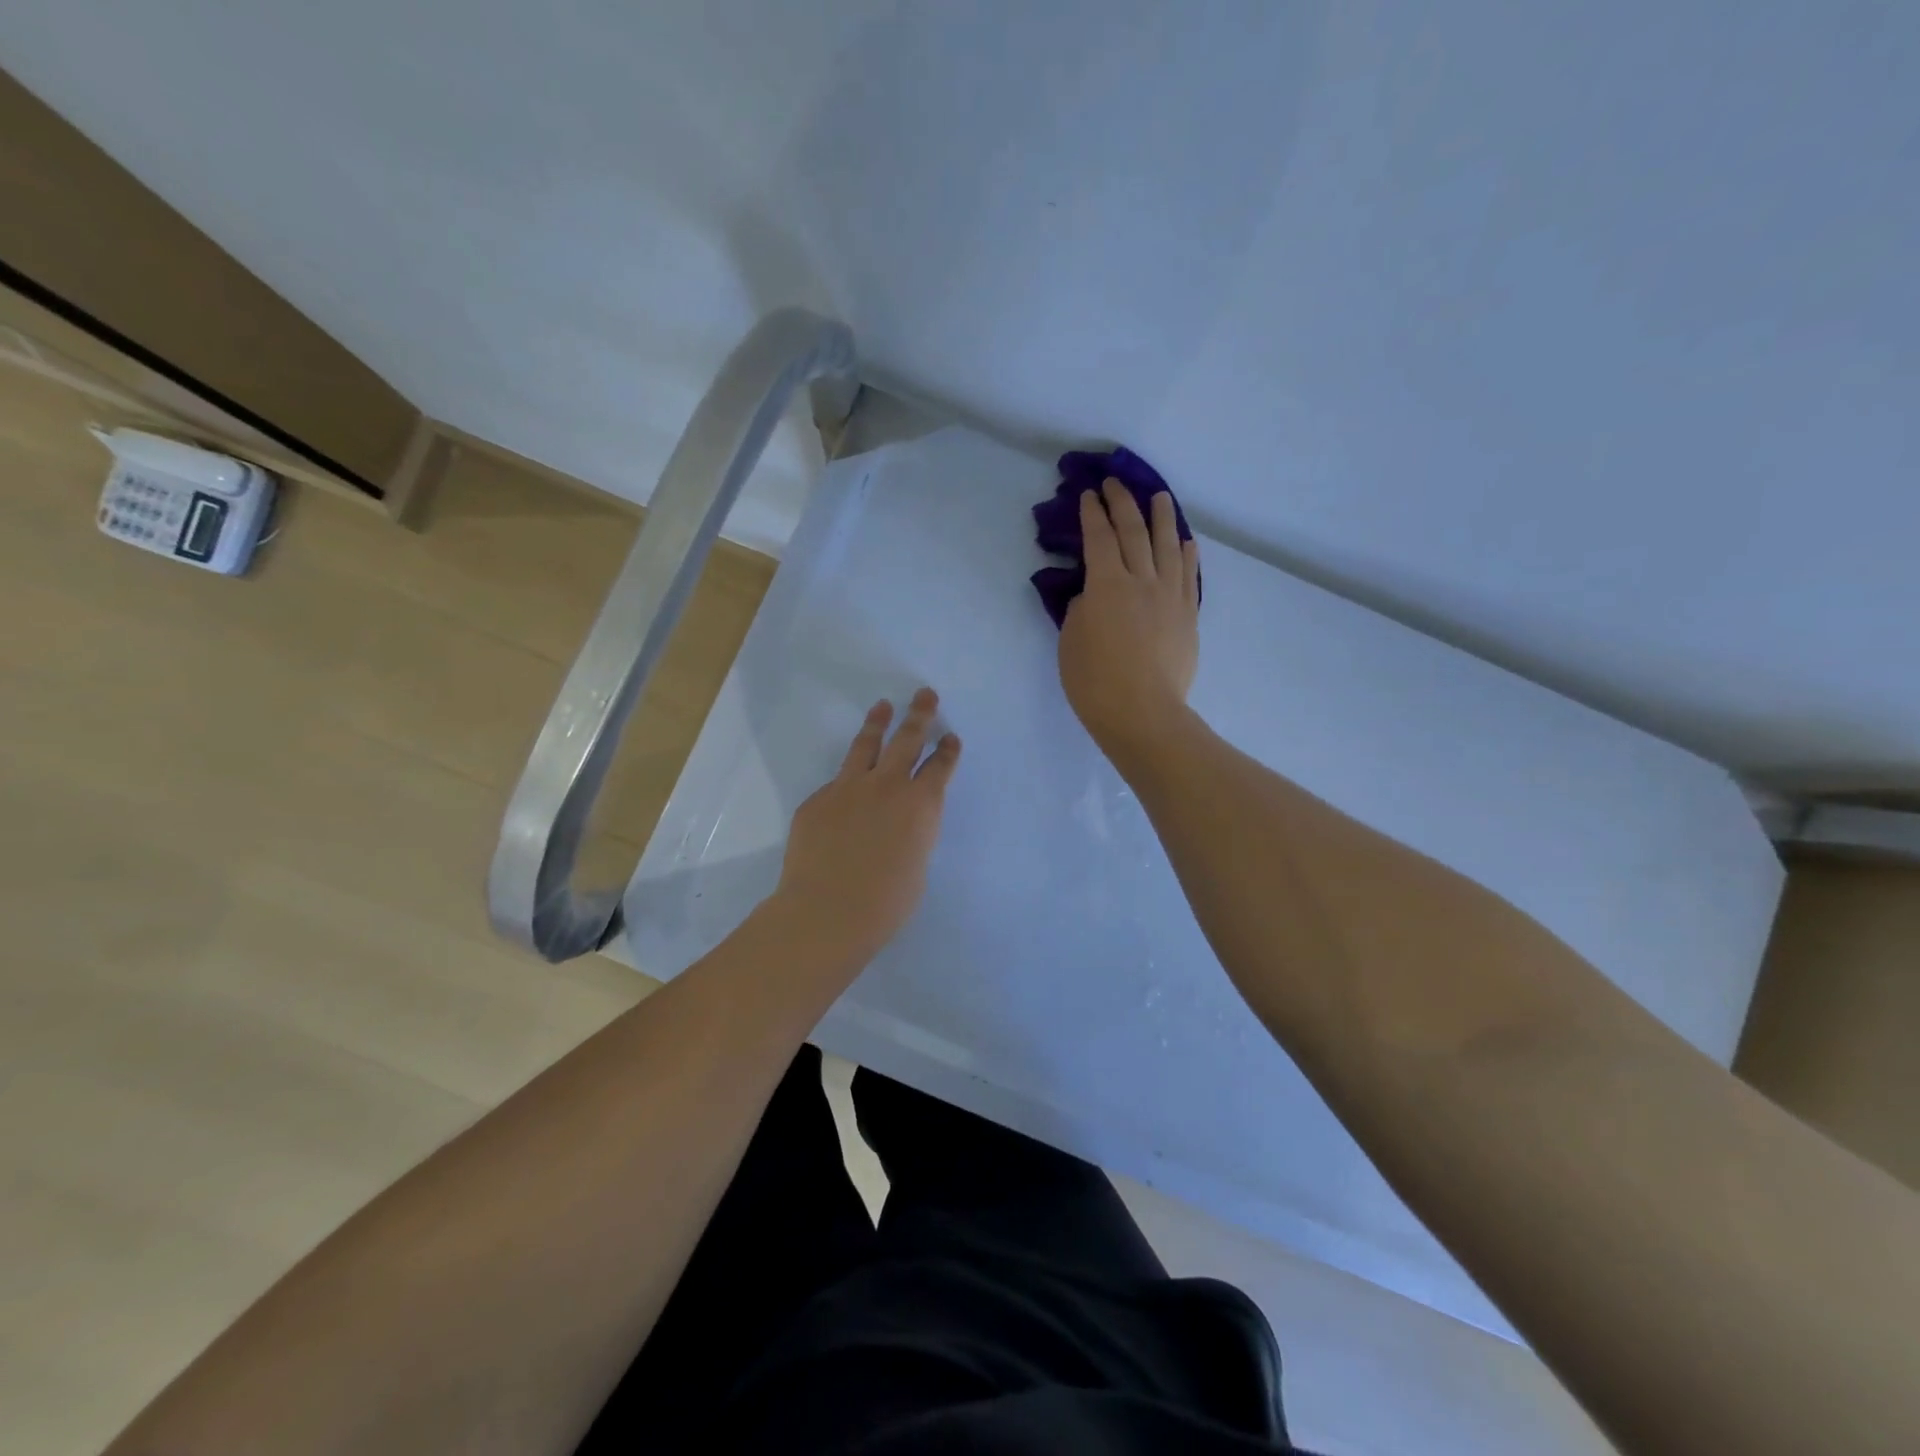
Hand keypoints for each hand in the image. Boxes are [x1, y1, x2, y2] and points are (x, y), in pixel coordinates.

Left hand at [769, 688, 962, 970]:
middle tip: (924, 695)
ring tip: (883, 706)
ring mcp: (848, 788)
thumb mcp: (916, 865)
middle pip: (907, 739)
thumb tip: (899, 825)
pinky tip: (845, 789)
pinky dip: (846, 781)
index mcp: (921, 805)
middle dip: (919, 715)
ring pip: (866, 745)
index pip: (939, 767)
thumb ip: (912, 834)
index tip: (950, 738)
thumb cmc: (885, 903)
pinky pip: (836, 784)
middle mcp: (888, 786)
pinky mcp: (817, 800)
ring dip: (878, 723)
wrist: (827, 911)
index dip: (947, 751)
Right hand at [1059, 480, 1199, 767]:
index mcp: (1106, 585)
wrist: (1143, 713)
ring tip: (1159, 496)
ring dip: (1162, 517)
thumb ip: (1082, 608)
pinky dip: (1187, 554)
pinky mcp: (1188, 615)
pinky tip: (1186, 541)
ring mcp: (1170, 596)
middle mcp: (1141, 580)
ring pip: (1168, 546)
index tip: (1088, 494)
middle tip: (1115, 483)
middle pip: (1134, 532)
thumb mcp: (1071, 640)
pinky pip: (1189, 575)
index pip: (1099, 538)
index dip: (1092, 513)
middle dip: (1122, 503)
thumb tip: (1095, 593)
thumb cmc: (1095, 681)